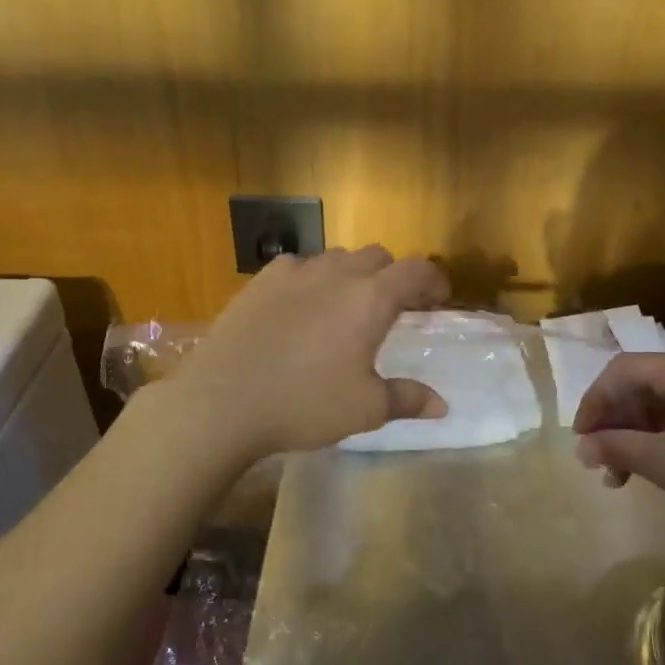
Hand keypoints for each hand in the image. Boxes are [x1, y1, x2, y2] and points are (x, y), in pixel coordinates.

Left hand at [175, 247, 451, 460]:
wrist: (222, 400)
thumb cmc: (303, 404)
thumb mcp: (364, 408)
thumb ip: (407, 399)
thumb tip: (442, 406)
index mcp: (370, 299)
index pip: (415, 271)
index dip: (433, 280)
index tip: (439, 298)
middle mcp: (336, 274)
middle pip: (377, 256)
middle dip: (393, 275)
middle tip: (395, 306)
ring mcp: (295, 273)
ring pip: (337, 258)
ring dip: (353, 274)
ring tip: (348, 305)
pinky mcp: (261, 281)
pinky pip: (298, 266)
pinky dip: (312, 278)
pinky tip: (302, 304)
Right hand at [573, 353, 664, 559]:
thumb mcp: (664, 463)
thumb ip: (616, 447)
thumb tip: (582, 448)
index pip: (622, 370)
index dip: (594, 402)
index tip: (580, 439)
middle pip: (641, 386)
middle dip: (614, 422)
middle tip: (598, 462)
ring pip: (660, 406)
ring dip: (634, 436)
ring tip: (619, 477)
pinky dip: (659, 441)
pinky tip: (649, 471)